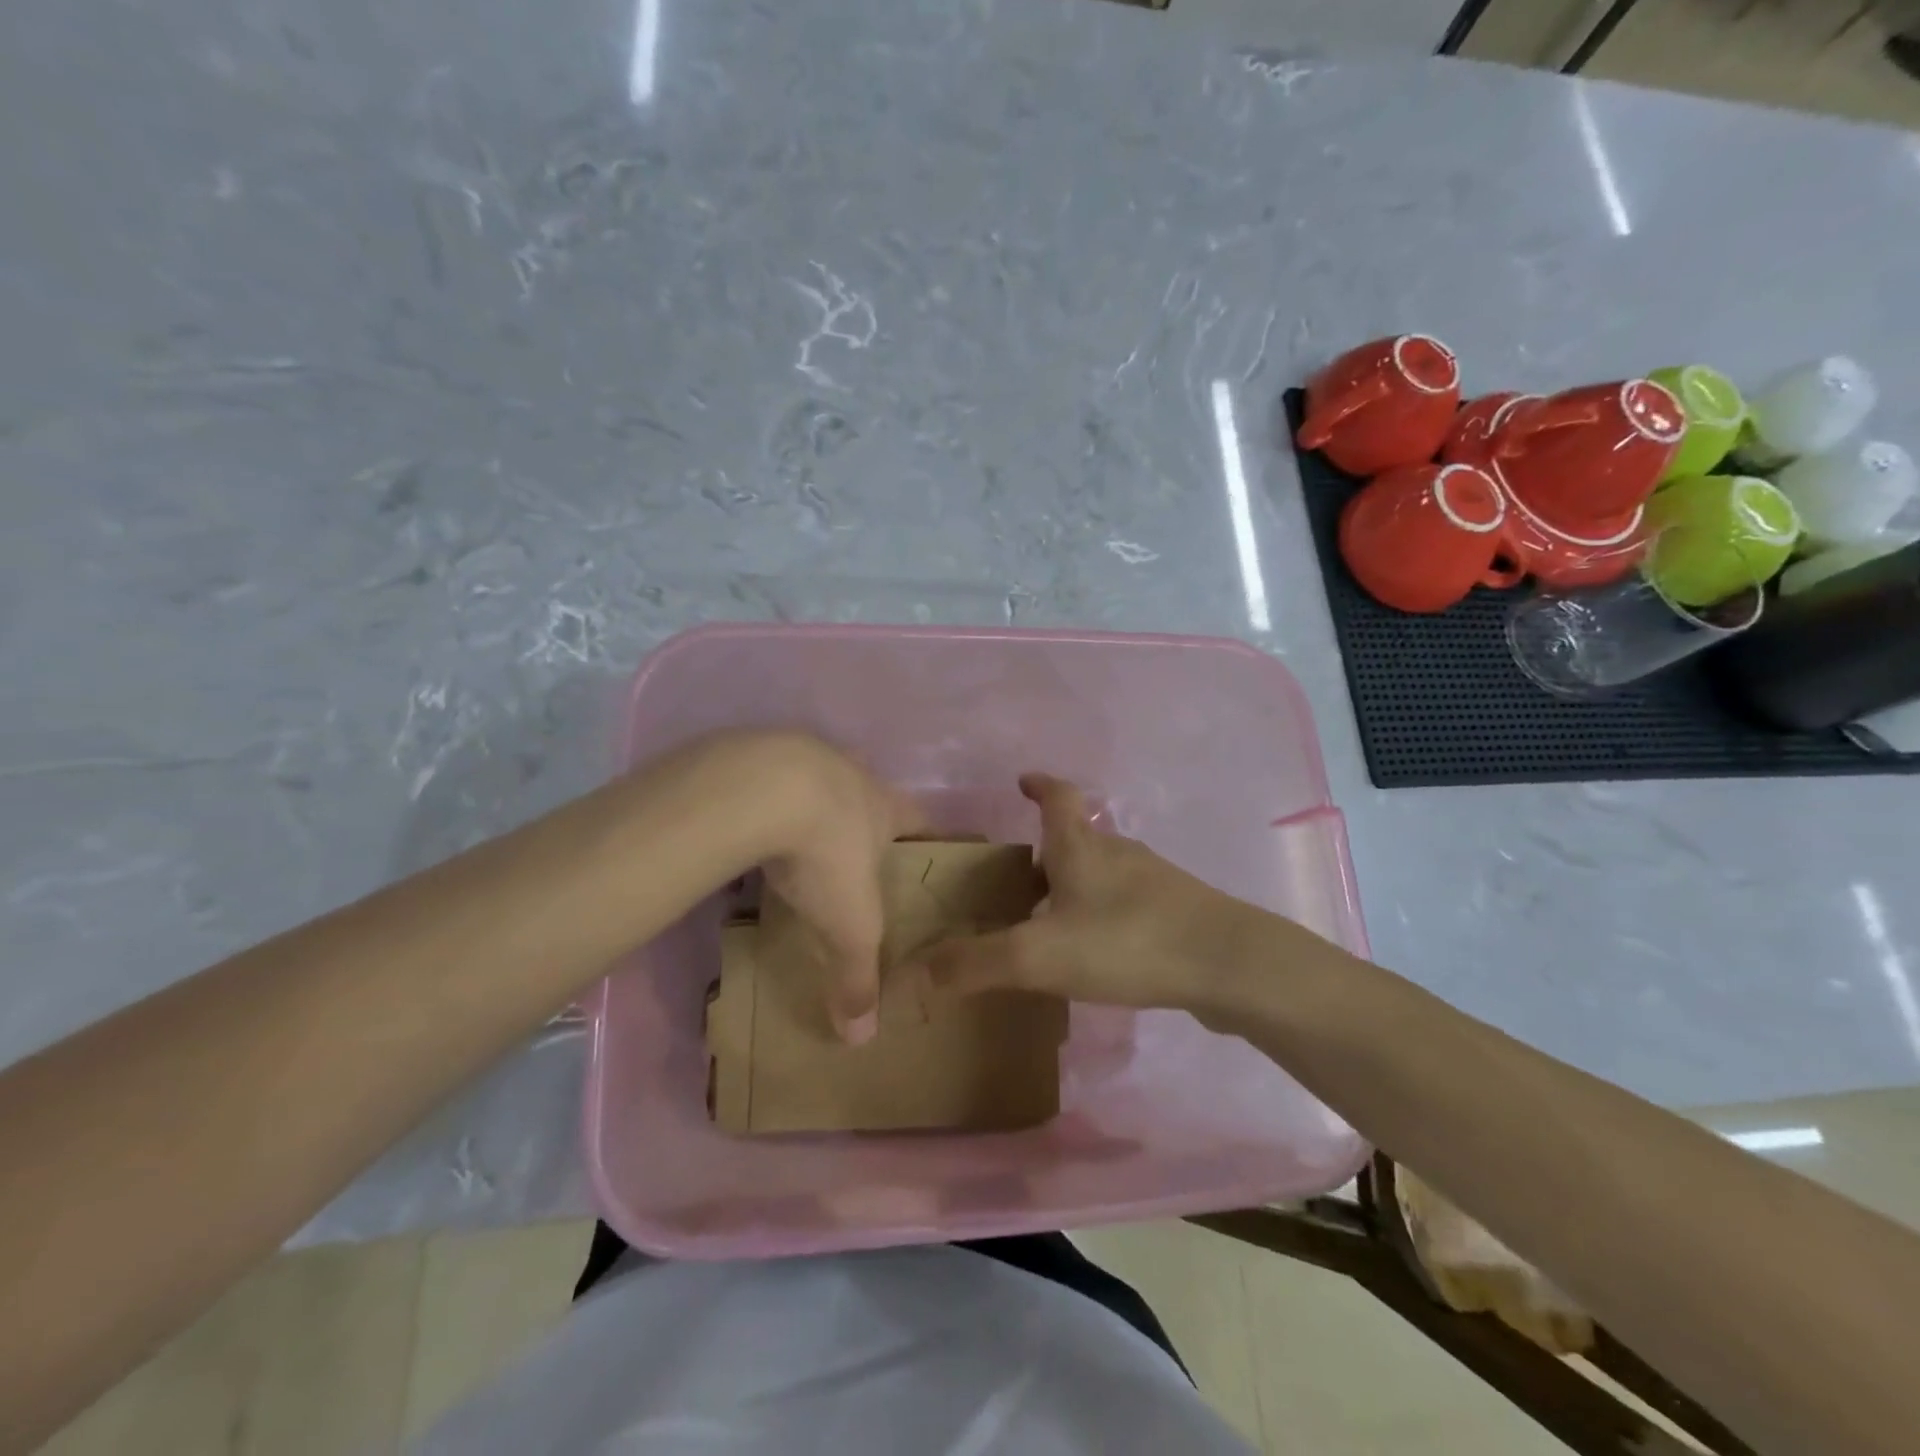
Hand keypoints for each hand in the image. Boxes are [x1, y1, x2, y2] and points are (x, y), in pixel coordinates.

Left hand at [744, 733, 923, 1043]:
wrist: (761, 789)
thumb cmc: (827, 853)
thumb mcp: (848, 925)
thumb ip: (857, 977)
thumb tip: (861, 1038)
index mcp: (886, 807)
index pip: (922, 820)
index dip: (928, 839)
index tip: (927, 856)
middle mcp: (852, 774)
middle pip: (869, 797)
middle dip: (865, 824)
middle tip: (854, 859)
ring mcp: (804, 756)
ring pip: (818, 783)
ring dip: (812, 808)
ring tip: (796, 844)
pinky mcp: (758, 755)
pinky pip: (769, 780)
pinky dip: (766, 802)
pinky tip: (750, 826)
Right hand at [920, 774, 1271, 1019]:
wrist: (1229, 965)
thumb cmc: (1127, 942)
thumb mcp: (1039, 955)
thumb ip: (975, 963)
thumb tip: (914, 971)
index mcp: (1082, 848)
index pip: (1058, 798)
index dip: (1040, 786)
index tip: (1024, 780)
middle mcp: (1118, 853)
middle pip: (1079, 838)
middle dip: (1049, 850)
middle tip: (1020, 878)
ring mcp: (1154, 883)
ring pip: (1105, 872)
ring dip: (1077, 884)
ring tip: (1051, 918)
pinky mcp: (1178, 914)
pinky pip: (1129, 905)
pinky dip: (1105, 915)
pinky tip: (1100, 951)